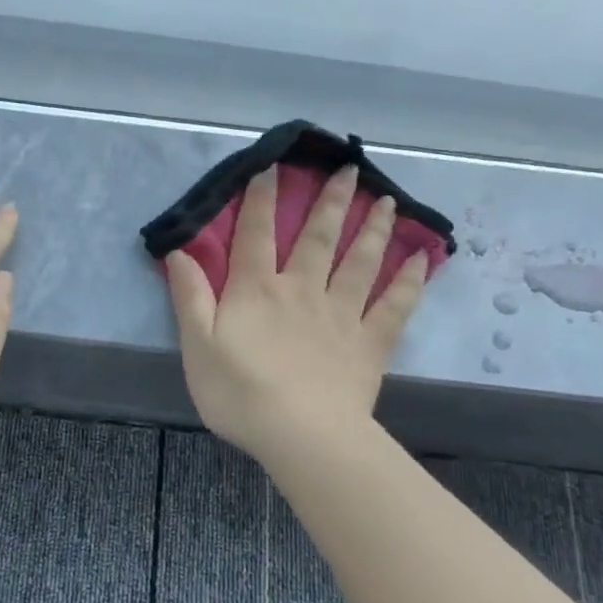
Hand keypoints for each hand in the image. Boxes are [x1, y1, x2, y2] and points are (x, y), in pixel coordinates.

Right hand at [166, 165, 427, 465]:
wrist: (302, 436)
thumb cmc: (240, 393)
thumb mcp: (197, 346)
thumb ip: (190, 297)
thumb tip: (180, 252)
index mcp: (257, 290)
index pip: (255, 234)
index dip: (261, 198)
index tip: (272, 165)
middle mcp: (302, 290)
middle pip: (317, 237)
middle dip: (331, 200)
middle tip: (348, 168)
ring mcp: (341, 314)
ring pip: (360, 262)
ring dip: (373, 229)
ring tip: (387, 201)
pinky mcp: (370, 343)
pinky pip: (394, 306)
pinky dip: (410, 282)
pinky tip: (423, 259)